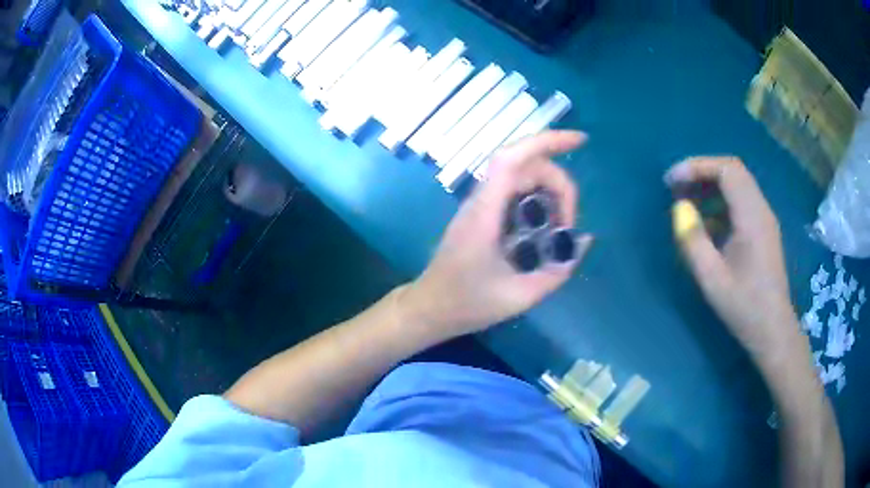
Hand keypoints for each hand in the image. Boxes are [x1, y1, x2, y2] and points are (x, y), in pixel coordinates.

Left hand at [400, 131, 591, 338]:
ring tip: (562, 228)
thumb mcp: (519, 296)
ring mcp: (481, 205)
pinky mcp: (483, 213)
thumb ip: (556, 271)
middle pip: (526, 166)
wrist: (429, 308)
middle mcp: (482, 200)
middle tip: (569, 225)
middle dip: (559, 184)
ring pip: (522, 176)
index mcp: (486, 212)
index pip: (513, 159)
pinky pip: (515, 192)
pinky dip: (539, 200)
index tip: (581, 141)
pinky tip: (548, 227)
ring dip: (550, 192)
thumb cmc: (467, 304)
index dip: (547, 141)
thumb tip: (583, 241)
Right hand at [666, 157, 800, 362]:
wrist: (773, 330)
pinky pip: (740, 202)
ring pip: (737, 185)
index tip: (672, 181)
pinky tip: (706, 223)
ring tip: (686, 201)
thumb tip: (680, 209)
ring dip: (710, 186)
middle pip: (732, 171)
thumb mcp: (713, 279)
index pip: (727, 170)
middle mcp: (761, 209)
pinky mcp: (763, 230)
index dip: (697, 167)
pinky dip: (719, 202)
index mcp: (752, 217)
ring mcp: (764, 219)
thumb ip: (694, 241)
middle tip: (676, 187)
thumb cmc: (744, 307)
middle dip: (702, 172)